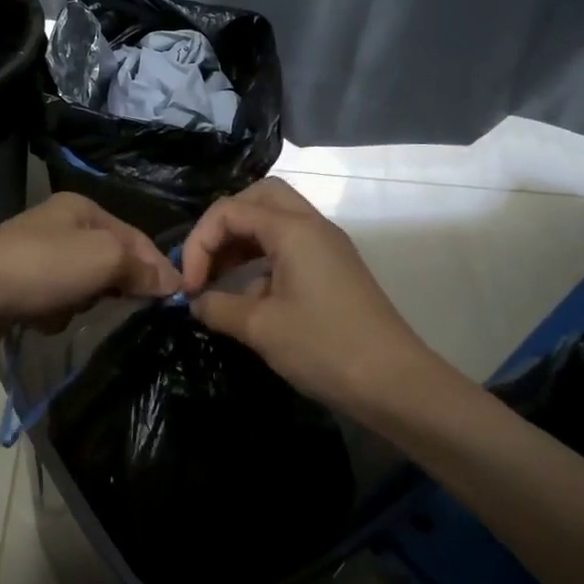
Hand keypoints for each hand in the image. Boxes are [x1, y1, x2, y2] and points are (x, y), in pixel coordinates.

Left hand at [0, 193, 182, 363]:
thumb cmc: (40, 268)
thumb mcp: (103, 257)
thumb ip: (141, 267)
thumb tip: (172, 284)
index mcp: (83, 209)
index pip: (137, 238)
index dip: (159, 269)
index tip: (176, 303)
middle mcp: (61, 227)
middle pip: (112, 261)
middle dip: (118, 287)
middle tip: (125, 310)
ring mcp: (38, 257)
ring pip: (86, 286)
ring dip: (85, 303)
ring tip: (74, 312)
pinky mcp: (20, 288)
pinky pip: (57, 303)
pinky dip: (57, 315)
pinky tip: (45, 321)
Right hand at [180, 178, 429, 417]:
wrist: (395, 384)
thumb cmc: (324, 348)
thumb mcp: (260, 328)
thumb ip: (218, 307)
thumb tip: (196, 303)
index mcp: (293, 230)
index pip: (230, 211)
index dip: (199, 244)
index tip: (188, 287)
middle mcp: (312, 227)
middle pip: (257, 199)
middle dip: (222, 227)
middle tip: (205, 263)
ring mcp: (327, 248)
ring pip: (274, 222)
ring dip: (242, 243)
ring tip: (218, 280)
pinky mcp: (334, 270)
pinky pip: (289, 248)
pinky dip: (261, 261)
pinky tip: (249, 299)